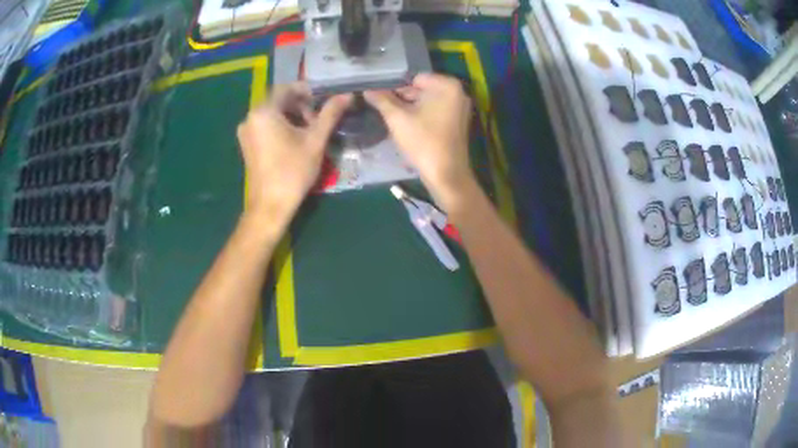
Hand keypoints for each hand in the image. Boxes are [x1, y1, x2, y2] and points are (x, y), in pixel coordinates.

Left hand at [236, 83, 351, 227]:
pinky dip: (280, 126)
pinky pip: (265, 125)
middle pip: (278, 101)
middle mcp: (250, 117)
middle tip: (318, 119)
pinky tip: (294, 141)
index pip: (286, 88)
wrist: (270, 205)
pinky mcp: (247, 145)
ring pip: (272, 114)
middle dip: (300, 105)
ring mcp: (246, 132)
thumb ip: (330, 114)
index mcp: (264, 111)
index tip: (323, 99)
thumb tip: (347, 95)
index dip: (307, 90)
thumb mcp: (315, 140)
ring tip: (309, 131)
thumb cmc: (293, 171)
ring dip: (292, 116)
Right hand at [364, 73, 475, 212]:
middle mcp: (458, 92)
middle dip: (403, 99)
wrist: (446, 175)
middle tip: (385, 111)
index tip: (382, 100)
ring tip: (394, 120)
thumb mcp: (397, 118)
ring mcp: (460, 107)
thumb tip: (366, 89)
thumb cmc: (423, 142)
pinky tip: (409, 127)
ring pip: (427, 101)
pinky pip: (435, 111)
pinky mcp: (458, 121)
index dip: (395, 88)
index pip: (413, 77)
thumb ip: (381, 100)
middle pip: (421, 89)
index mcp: (447, 85)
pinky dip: (422, 116)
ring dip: (410, 108)